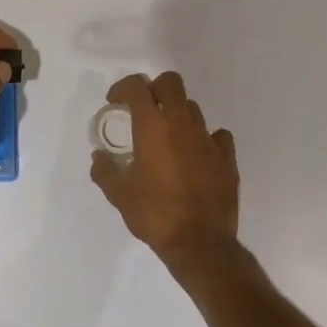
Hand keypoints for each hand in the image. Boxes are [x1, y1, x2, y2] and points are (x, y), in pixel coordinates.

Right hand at [90, 72, 239, 268]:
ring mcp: (208, 139)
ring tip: (167, 137)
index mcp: (152, 126)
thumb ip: (104, 170)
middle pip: (171, 82)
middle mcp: (181, 124)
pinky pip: (217, 135)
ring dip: (176, 114)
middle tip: (143, 109)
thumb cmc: (155, 214)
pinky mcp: (227, 158)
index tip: (115, 102)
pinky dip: (204, 138)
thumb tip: (99, 158)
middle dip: (154, 88)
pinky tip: (196, 154)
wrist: (200, 243)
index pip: (137, 86)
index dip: (123, 87)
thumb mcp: (119, 194)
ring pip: (192, 108)